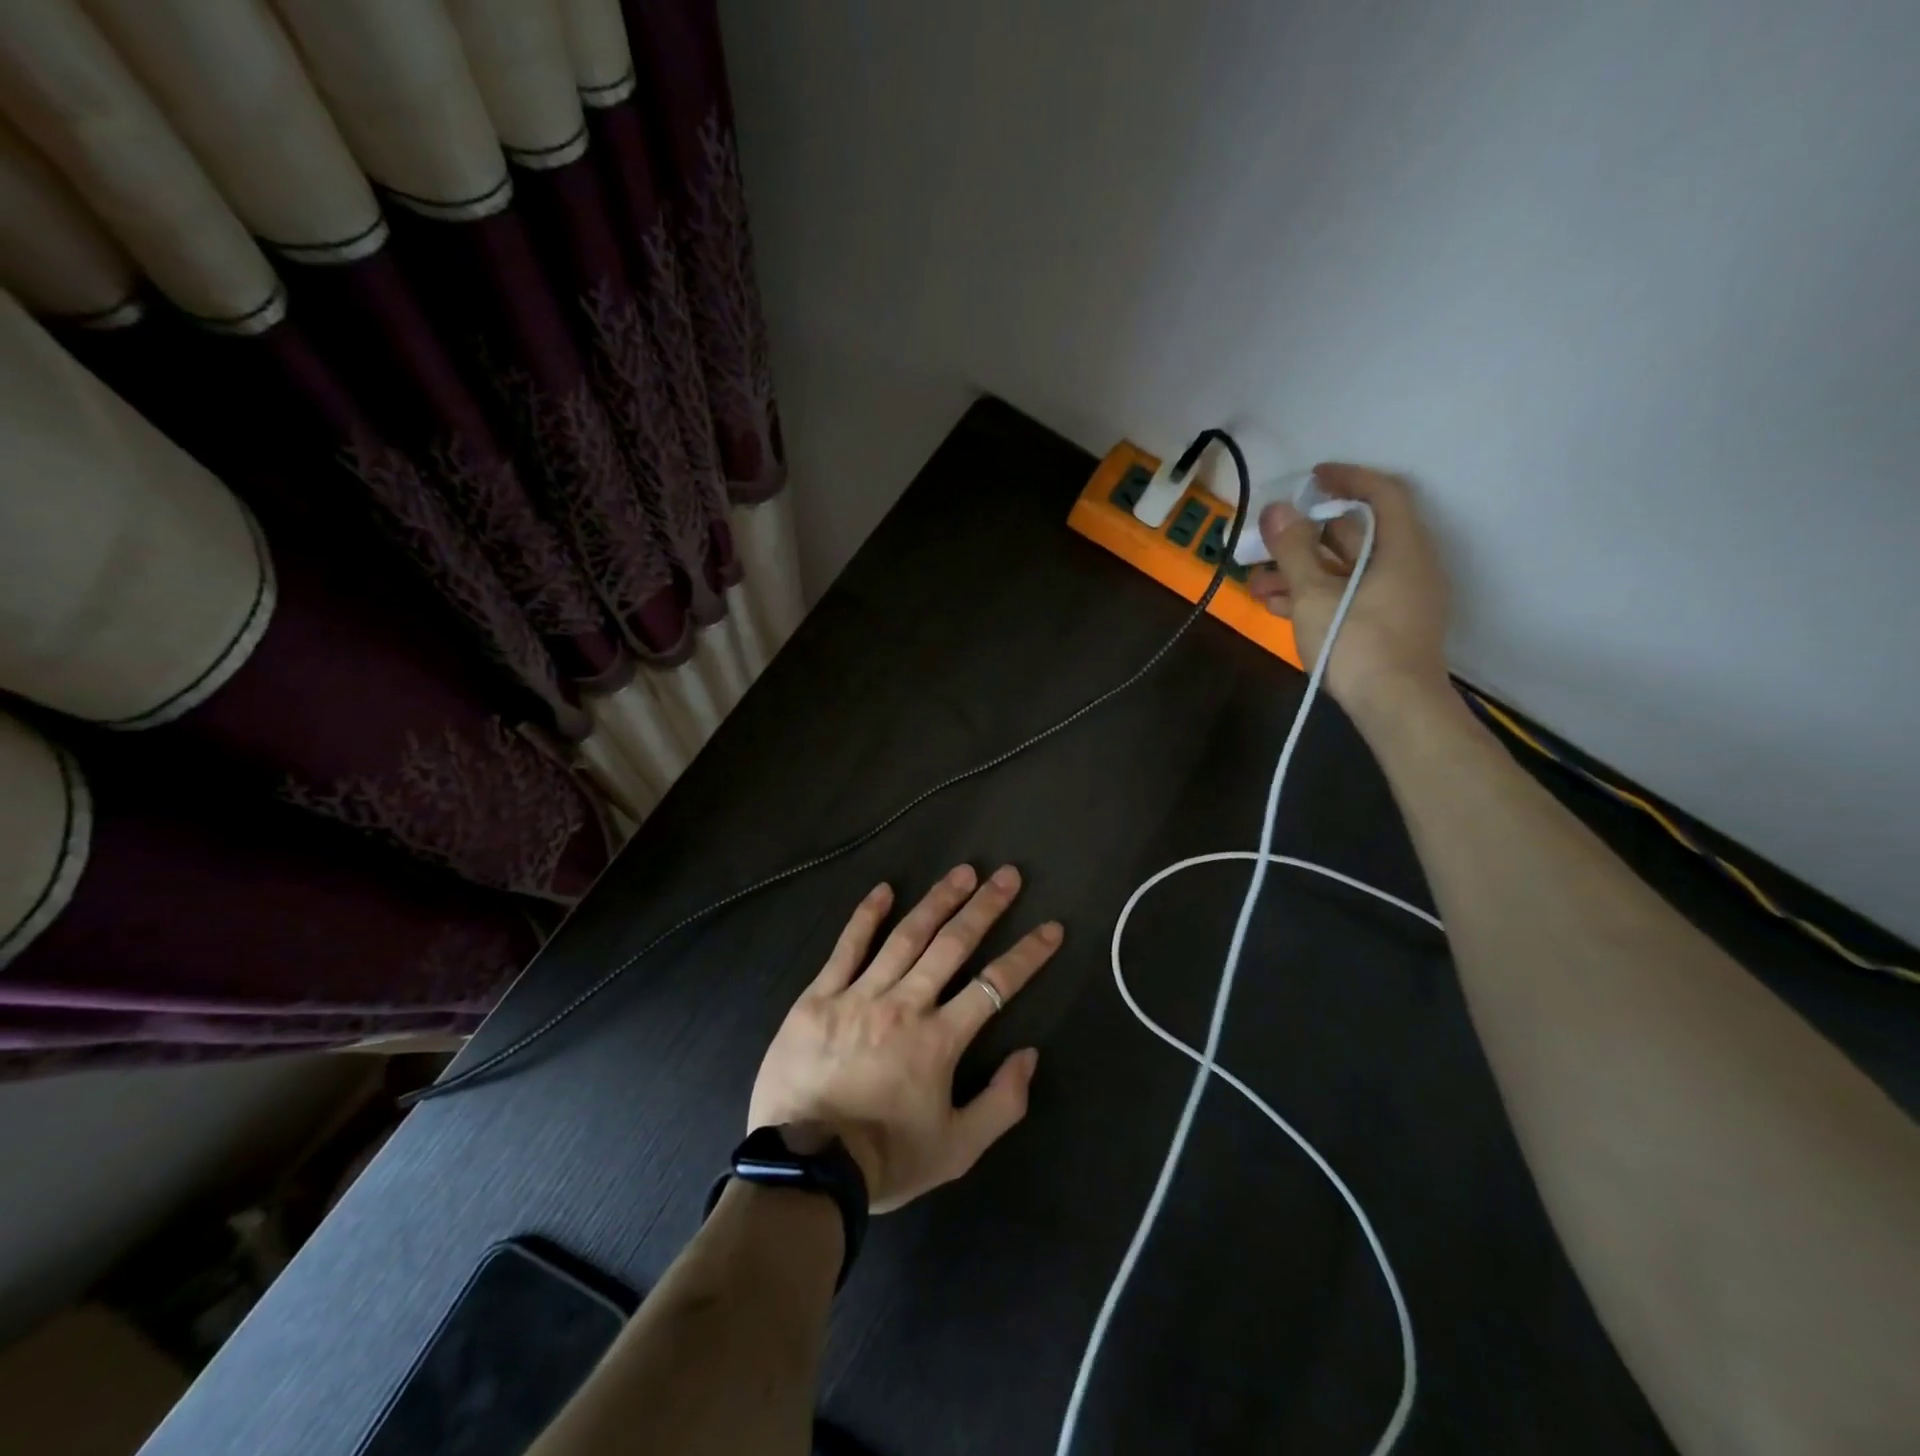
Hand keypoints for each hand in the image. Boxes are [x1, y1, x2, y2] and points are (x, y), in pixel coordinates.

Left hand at [747, 865, 1061, 1212]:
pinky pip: (846, 948)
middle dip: (985, 908)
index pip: (994, 985)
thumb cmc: (885, 1160)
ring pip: (906, 936)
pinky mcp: (819, 997)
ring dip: (938, 901)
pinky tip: (884, 890)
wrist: (806, 1170)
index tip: (1051, 928)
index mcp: (940, 1039)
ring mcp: (859, 995)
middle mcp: (904, 1005)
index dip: (1027, 955)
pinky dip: (866, 916)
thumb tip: (1029, 1055)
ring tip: (963, 872)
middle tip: (1007, 875)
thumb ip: (1002, 1103)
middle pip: (953, 945)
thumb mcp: (958, 1149)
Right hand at [1248, 463, 1451, 717]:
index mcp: (1402, 548)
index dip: (1347, 478)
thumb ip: (1293, 550)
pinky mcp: (1386, 627)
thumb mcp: (1314, 593)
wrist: (1396, 709)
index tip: (1312, 478)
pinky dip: (1315, 595)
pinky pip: (1348, 597)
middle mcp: (1407, 567)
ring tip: (1257, 584)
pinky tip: (1278, 607)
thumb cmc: (1357, 642)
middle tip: (1266, 540)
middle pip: (1356, 536)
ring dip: (1301, 572)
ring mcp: (1398, 600)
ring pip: (1345, 571)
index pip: (1381, 493)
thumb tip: (1277, 509)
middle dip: (1305, 537)